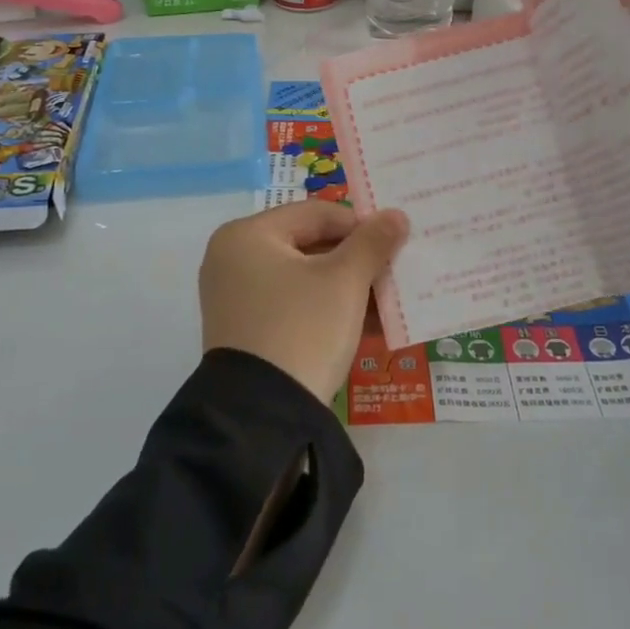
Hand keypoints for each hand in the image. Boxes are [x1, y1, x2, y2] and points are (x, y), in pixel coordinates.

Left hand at [200, 202, 409, 404]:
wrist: (264, 415)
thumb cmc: (303, 329)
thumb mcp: (344, 282)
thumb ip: (372, 243)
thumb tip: (396, 215)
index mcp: (247, 235)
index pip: (316, 214)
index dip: (360, 224)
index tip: (395, 242)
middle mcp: (232, 259)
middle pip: (309, 245)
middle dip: (356, 260)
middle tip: (394, 271)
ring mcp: (235, 297)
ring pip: (304, 277)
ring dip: (347, 287)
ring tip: (388, 301)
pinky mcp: (245, 329)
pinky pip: (292, 304)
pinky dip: (326, 308)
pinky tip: (367, 324)